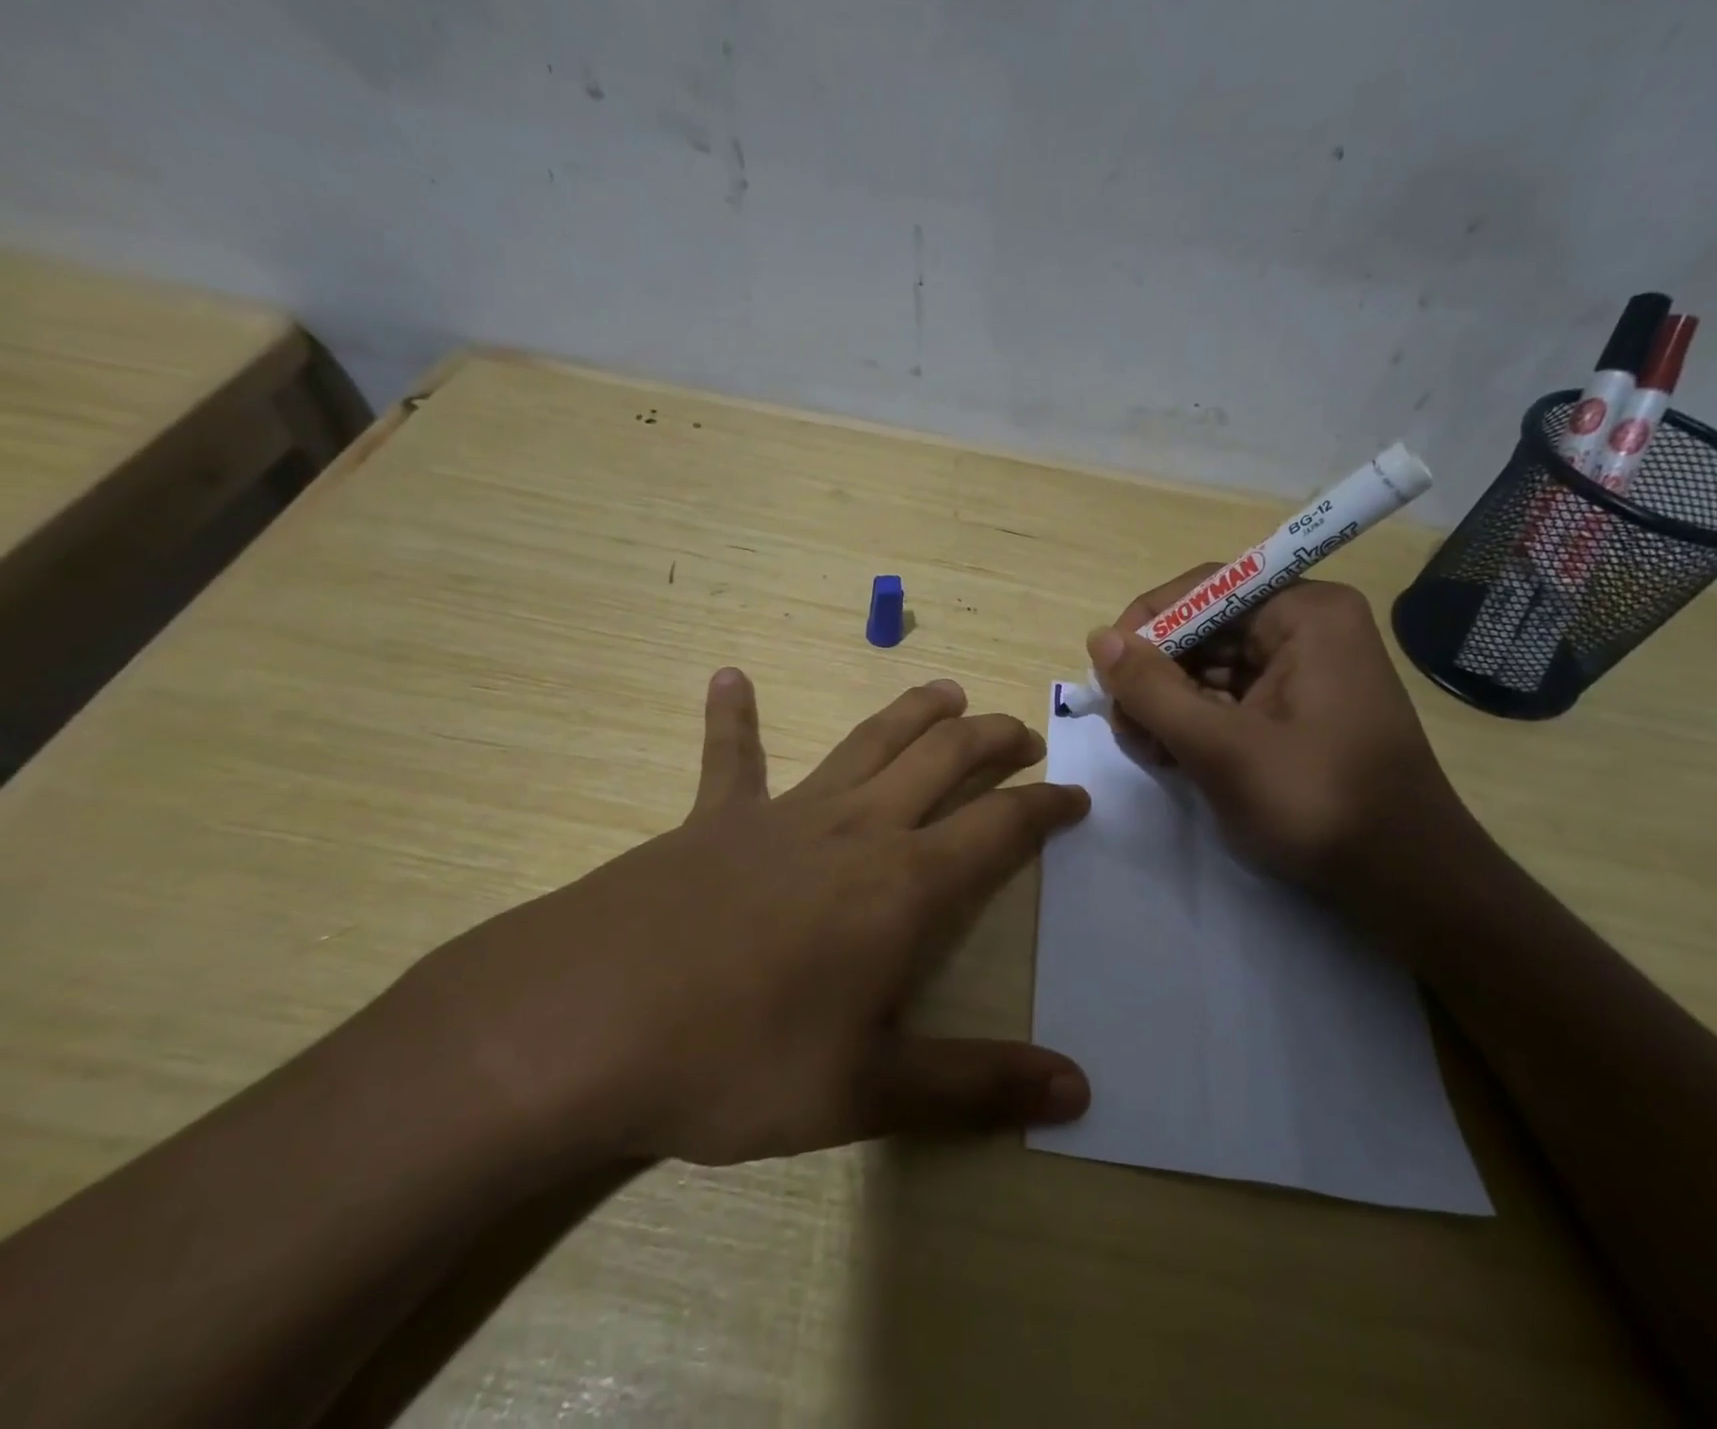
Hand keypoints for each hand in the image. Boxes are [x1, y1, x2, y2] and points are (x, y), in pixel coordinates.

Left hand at [401, 669, 1091, 1170]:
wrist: (583, 1025)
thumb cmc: (736, 1062)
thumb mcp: (866, 1092)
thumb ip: (976, 1086)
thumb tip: (1079, 1092)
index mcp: (902, 885)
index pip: (999, 827)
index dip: (1045, 808)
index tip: (1076, 797)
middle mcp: (855, 829)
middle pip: (942, 758)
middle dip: (991, 738)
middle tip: (1023, 732)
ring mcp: (782, 814)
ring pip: (867, 740)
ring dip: (913, 710)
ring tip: (946, 691)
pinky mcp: (713, 819)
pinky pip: (730, 756)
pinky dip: (733, 716)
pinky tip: (730, 678)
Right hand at [1092, 570, 1465, 886]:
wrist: (1403, 881)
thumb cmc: (1315, 803)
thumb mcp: (1220, 746)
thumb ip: (1151, 689)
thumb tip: (1098, 638)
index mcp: (1305, 614)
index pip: (1205, 589)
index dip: (1147, 623)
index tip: (1106, 672)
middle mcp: (1308, 628)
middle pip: (1205, 630)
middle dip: (1156, 674)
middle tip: (1123, 725)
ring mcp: (1305, 671)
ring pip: (1211, 668)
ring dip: (1169, 704)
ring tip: (1147, 749)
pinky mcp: (1298, 711)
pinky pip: (1230, 698)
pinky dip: (1194, 723)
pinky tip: (1171, 756)